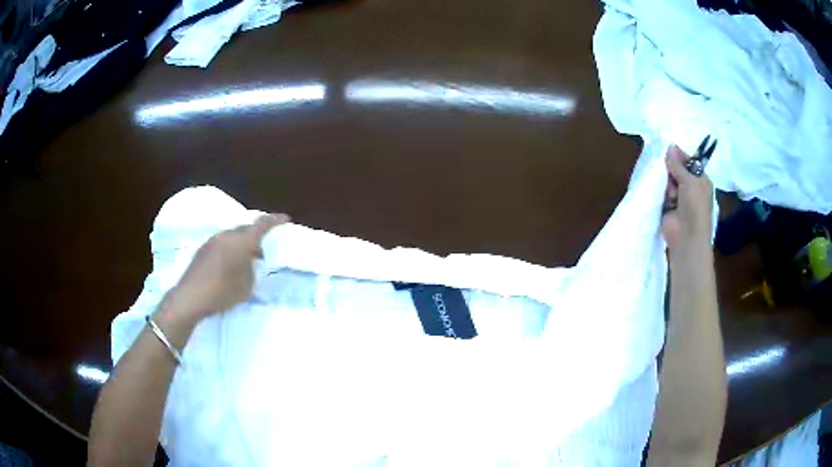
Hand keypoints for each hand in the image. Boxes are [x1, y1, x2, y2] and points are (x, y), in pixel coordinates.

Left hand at [158, 213, 289, 323]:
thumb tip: (250, 263)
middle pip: (246, 228)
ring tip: (248, 257)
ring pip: (233, 235)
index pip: (262, 224)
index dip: (275, 220)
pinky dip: (231, 248)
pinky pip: (223, 242)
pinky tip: (231, 263)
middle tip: (265, 247)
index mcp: (241, 241)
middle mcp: (227, 235)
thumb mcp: (246, 286)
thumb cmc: (222, 292)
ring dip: (242, 242)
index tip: (285, 218)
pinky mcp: (203, 249)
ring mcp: (213, 240)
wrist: (190, 297)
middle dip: (257, 235)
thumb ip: (251, 270)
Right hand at [662, 145, 712, 252]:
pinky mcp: (667, 207)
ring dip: (666, 183)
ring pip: (668, 181)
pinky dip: (659, 192)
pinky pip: (661, 193)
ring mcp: (679, 198)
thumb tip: (669, 146)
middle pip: (677, 170)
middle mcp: (691, 188)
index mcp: (701, 180)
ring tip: (669, 192)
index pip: (689, 162)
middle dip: (671, 169)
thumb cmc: (695, 207)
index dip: (680, 156)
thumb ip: (678, 165)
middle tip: (668, 171)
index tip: (668, 150)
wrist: (686, 238)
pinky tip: (661, 195)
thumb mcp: (690, 181)